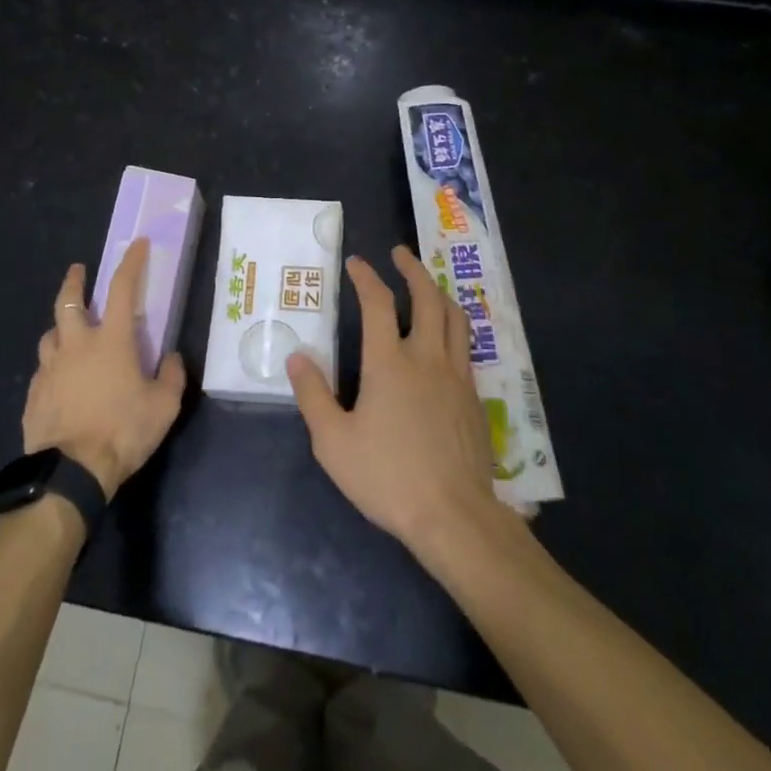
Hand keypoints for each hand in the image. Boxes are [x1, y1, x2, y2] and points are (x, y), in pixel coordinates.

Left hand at [23, 239, 186, 497]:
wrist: (71, 473)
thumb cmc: (122, 431)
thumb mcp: (164, 406)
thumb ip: (172, 376)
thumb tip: (172, 357)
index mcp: (111, 340)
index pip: (122, 288)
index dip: (131, 262)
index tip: (137, 244)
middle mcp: (77, 345)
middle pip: (69, 301)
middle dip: (75, 281)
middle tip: (78, 271)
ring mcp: (51, 369)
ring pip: (50, 334)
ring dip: (60, 326)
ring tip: (67, 332)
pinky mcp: (33, 394)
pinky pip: (42, 369)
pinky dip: (52, 364)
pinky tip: (59, 378)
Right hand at [286, 245, 508, 555]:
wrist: (454, 515)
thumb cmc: (388, 478)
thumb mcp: (334, 443)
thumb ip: (313, 396)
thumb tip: (297, 357)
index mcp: (389, 362)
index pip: (377, 302)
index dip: (365, 276)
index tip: (356, 262)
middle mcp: (426, 357)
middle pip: (427, 297)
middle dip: (412, 269)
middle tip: (400, 254)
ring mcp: (456, 375)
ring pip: (454, 317)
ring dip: (438, 292)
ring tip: (427, 284)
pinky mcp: (474, 397)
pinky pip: (466, 346)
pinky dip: (454, 326)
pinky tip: (446, 338)